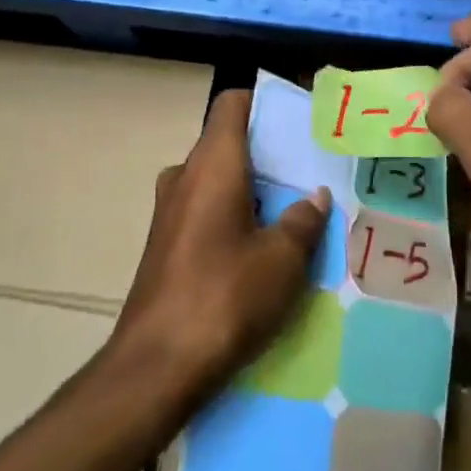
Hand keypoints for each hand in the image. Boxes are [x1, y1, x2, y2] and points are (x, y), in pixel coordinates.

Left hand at [112, 89, 330, 393]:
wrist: (156, 367)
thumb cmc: (225, 297)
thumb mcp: (283, 260)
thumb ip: (303, 220)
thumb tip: (314, 198)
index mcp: (212, 165)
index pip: (232, 104)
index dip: (266, 103)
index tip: (301, 121)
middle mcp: (185, 177)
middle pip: (229, 143)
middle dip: (270, 154)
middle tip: (312, 173)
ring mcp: (170, 212)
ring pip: (219, 181)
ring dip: (255, 190)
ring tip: (297, 213)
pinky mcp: (166, 245)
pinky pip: (207, 211)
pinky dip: (236, 216)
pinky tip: (265, 249)